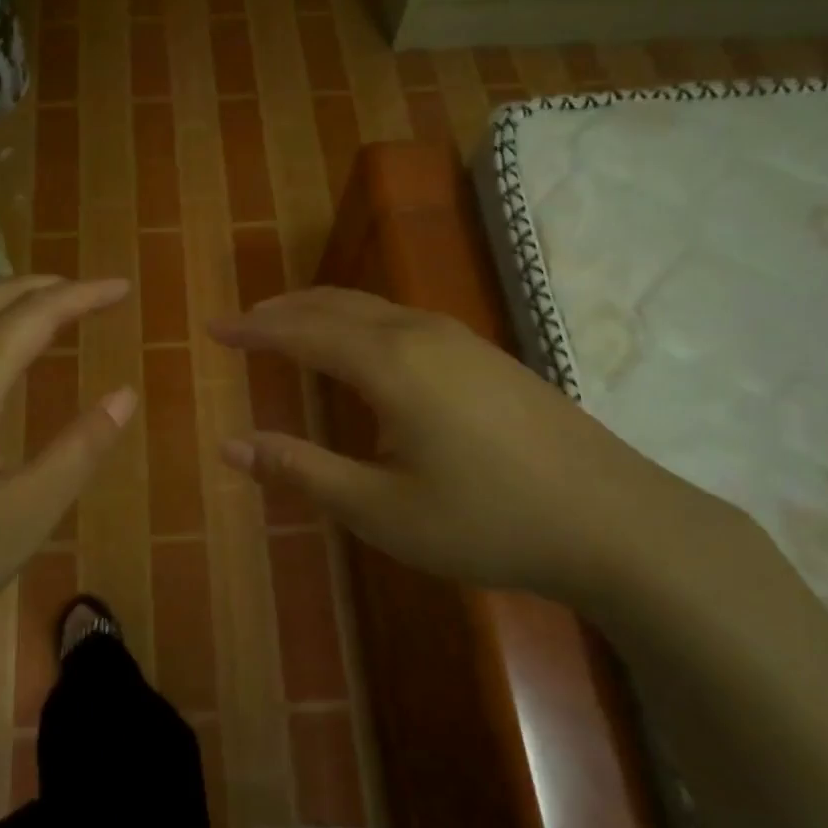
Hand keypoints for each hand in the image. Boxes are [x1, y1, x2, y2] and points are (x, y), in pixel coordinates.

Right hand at [210, 288, 741, 607]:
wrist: (615, 521)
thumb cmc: (488, 520)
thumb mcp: (381, 509)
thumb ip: (302, 471)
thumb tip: (230, 446)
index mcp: (391, 363)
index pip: (302, 332)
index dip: (253, 331)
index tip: (213, 328)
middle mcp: (421, 333)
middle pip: (336, 305)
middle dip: (283, 311)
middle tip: (243, 323)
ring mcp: (462, 340)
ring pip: (374, 307)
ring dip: (324, 311)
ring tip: (290, 326)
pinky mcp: (488, 356)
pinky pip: (403, 320)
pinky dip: (361, 322)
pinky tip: (365, 350)